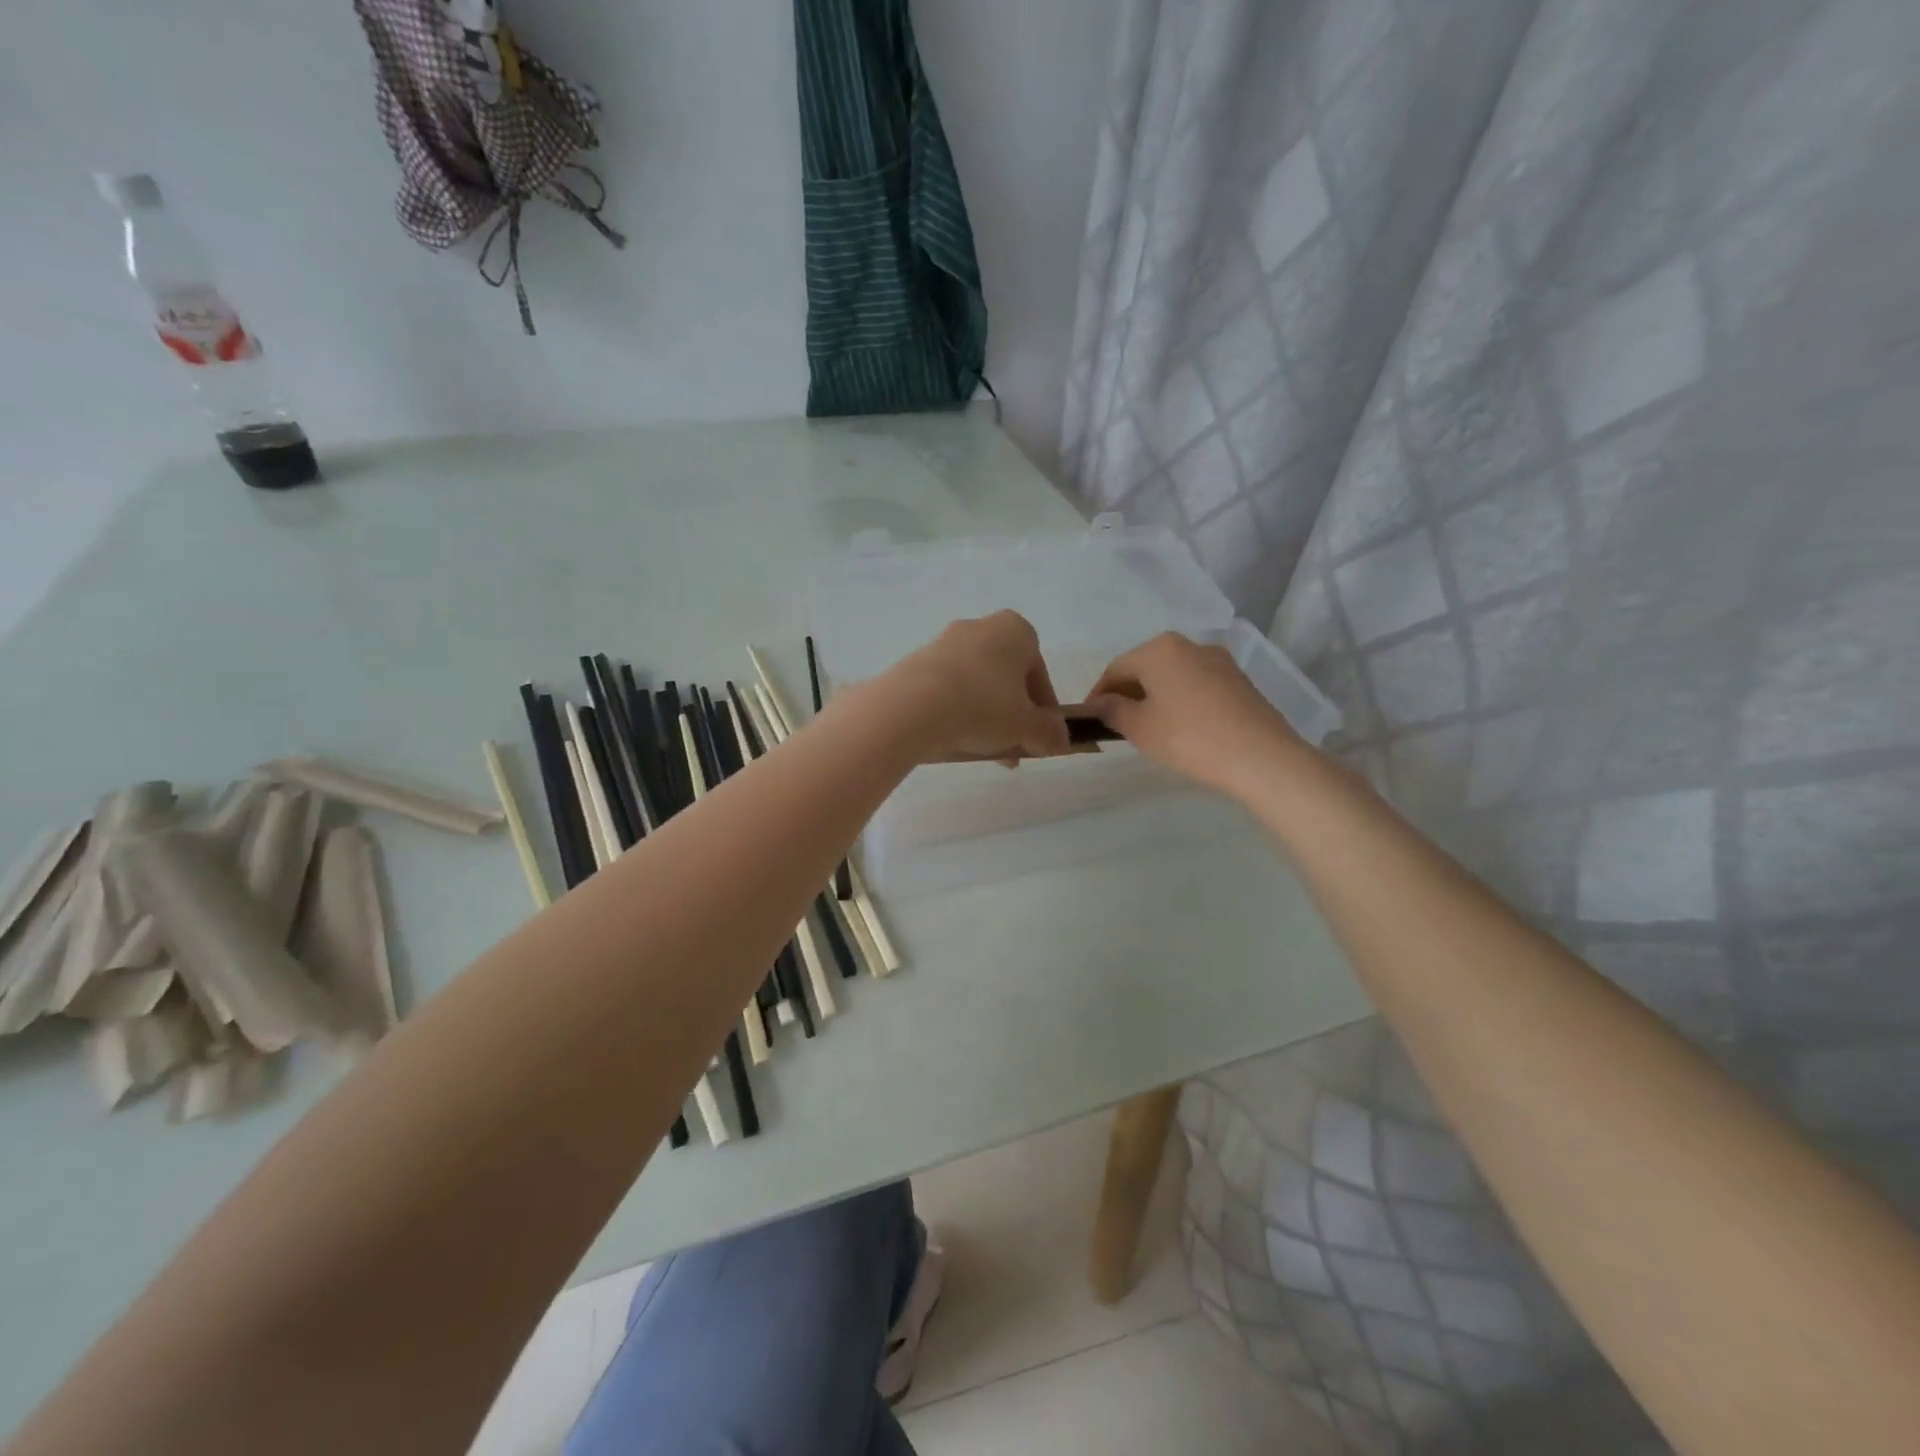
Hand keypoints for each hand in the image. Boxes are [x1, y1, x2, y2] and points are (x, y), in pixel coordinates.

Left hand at [878, 611, 1071, 763]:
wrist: (914, 706)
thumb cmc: (984, 706)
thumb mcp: (1027, 726)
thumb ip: (1050, 732)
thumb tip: (1063, 739)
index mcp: (1015, 630)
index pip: (1039, 672)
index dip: (1043, 708)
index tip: (1040, 736)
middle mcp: (980, 627)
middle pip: (1005, 677)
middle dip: (1011, 714)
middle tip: (1011, 747)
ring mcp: (943, 642)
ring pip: (975, 683)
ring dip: (983, 715)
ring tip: (981, 749)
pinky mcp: (915, 662)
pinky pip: (946, 688)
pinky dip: (954, 711)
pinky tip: (953, 739)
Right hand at [1087, 633, 1302, 797]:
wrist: (1261, 757)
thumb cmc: (1188, 738)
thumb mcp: (1139, 728)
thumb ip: (1112, 710)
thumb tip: (1100, 702)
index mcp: (1159, 649)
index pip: (1116, 668)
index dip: (1099, 694)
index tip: (1090, 718)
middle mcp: (1189, 645)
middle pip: (1146, 667)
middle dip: (1128, 693)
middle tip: (1116, 724)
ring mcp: (1219, 660)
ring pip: (1173, 675)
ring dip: (1155, 696)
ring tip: (1148, 728)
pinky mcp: (1239, 680)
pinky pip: (1196, 685)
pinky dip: (1180, 700)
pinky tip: (1181, 727)